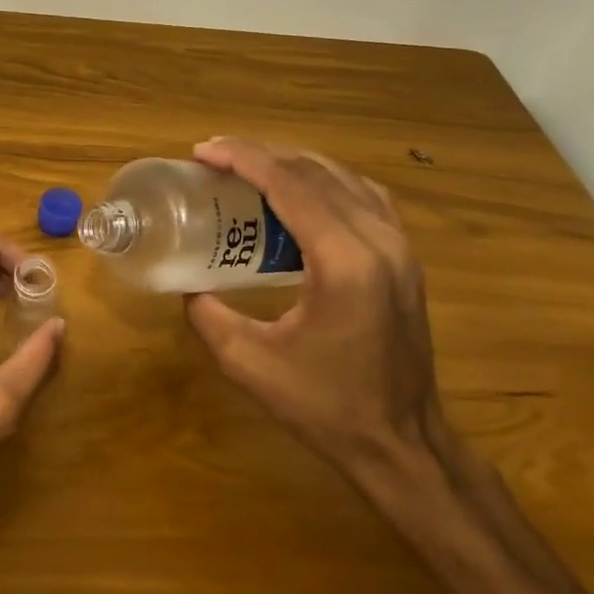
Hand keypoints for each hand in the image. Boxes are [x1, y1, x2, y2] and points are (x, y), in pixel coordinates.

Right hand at [184, 138, 461, 512]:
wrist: (400, 442)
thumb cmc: (324, 406)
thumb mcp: (248, 364)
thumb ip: (208, 316)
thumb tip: (188, 287)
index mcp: (343, 262)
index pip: (291, 185)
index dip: (244, 159)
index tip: (203, 151)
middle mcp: (380, 242)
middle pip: (318, 173)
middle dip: (264, 155)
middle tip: (216, 157)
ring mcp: (401, 249)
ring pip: (347, 180)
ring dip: (296, 165)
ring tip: (251, 168)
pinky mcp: (405, 262)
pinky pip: (366, 200)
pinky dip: (328, 183)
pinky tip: (303, 195)